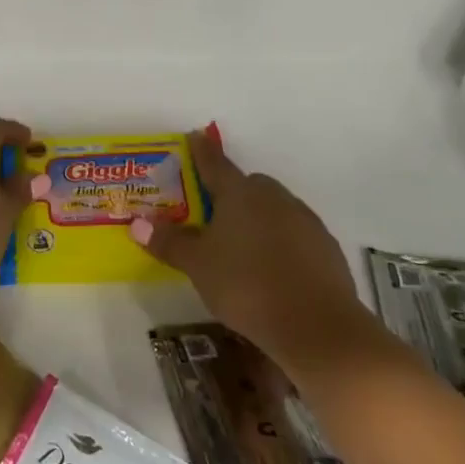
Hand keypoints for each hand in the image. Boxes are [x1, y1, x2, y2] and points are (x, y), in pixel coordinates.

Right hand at [131, 132, 366, 366]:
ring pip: (274, 210)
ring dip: (258, 220)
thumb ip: (169, 242)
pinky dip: (281, 243)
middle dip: (232, 194)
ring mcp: (305, 221)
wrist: (317, 326)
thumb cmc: (246, 285)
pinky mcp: (326, 248)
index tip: (196, 137)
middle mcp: (274, 198)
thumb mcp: (198, 265)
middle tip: (213, 217)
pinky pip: (295, 235)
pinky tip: (272, 271)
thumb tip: (138, 224)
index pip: (215, 164)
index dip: (203, 152)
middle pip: (249, 186)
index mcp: (240, 194)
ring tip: (241, 250)